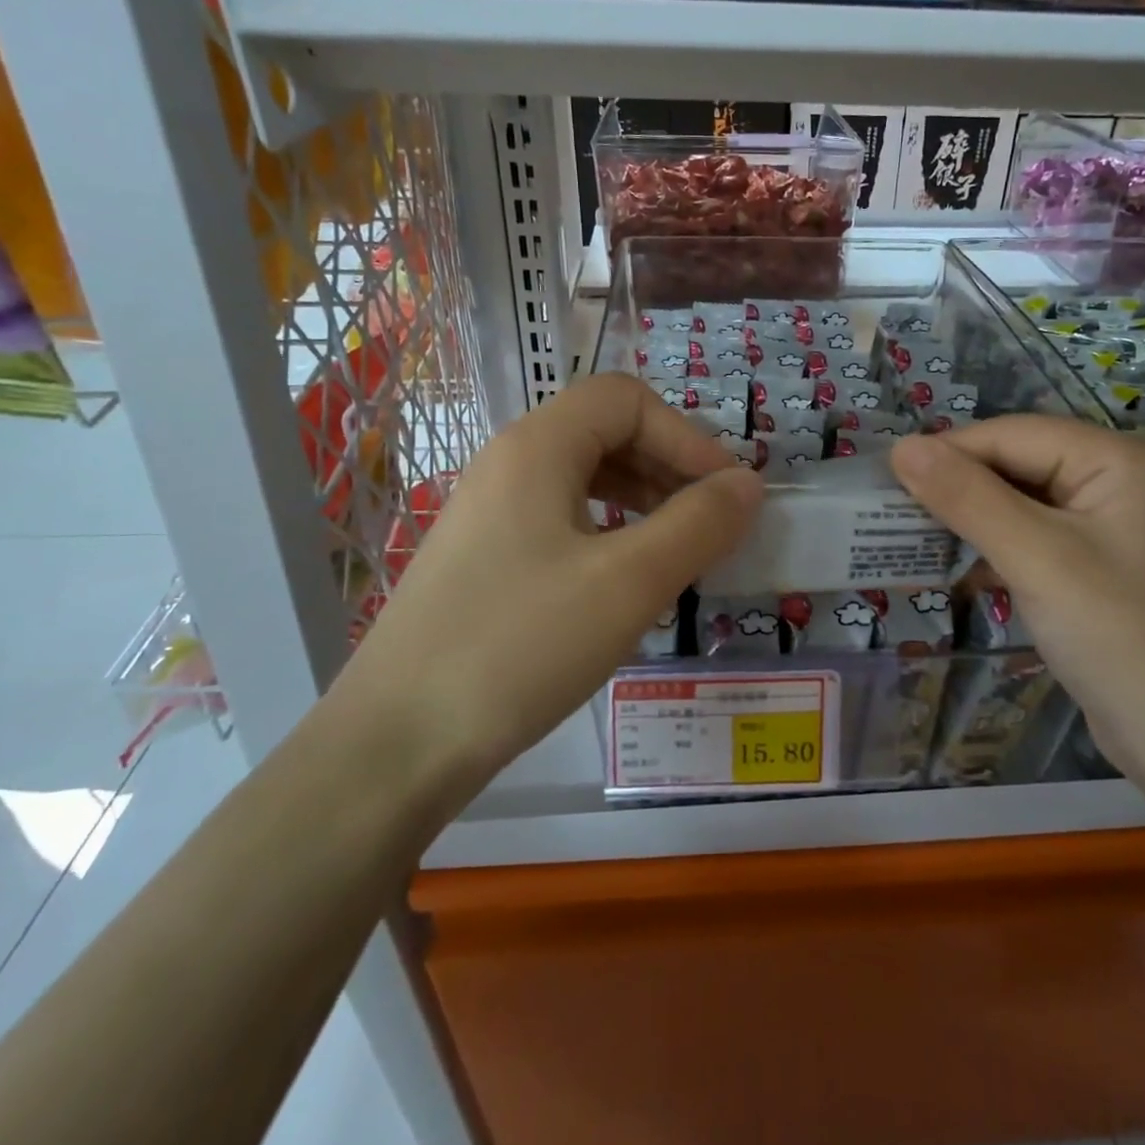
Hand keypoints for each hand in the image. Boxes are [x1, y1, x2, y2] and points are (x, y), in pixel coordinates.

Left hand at [349, 374, 762, 786]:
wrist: (396, 744)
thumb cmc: (520, 647)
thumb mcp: (628, 583)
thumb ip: (698, 524)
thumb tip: (748, 484)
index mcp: (537, 447)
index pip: (628, 400)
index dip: (687, 435)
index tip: (727, 493)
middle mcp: (508, 463)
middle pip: (605, 431)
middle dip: (669, 465)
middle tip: (710, 522)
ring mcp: (489, 511)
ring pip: (583, 476)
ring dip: (642, 498)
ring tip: (677, 548)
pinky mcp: (483, 556)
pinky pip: (560, 518)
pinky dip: (609, 530)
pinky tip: (624, 578)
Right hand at [890, 417, 1144, 776]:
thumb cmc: (1118, 636)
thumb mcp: (1036, 558)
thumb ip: (967, 497)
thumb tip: (902, 447)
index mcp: (1120, 461)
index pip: (1015, 434)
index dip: (949, 451)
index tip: (887, 478)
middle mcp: (1122, 481)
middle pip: (1022, 463)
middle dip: (960, 486)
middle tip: (895, 511)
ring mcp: (1115, 525)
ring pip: (1025, 502)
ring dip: (974, 518)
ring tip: (917, 537)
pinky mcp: (1103, 565)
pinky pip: (1039, 537)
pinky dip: (999, 548)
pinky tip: (963, 571)